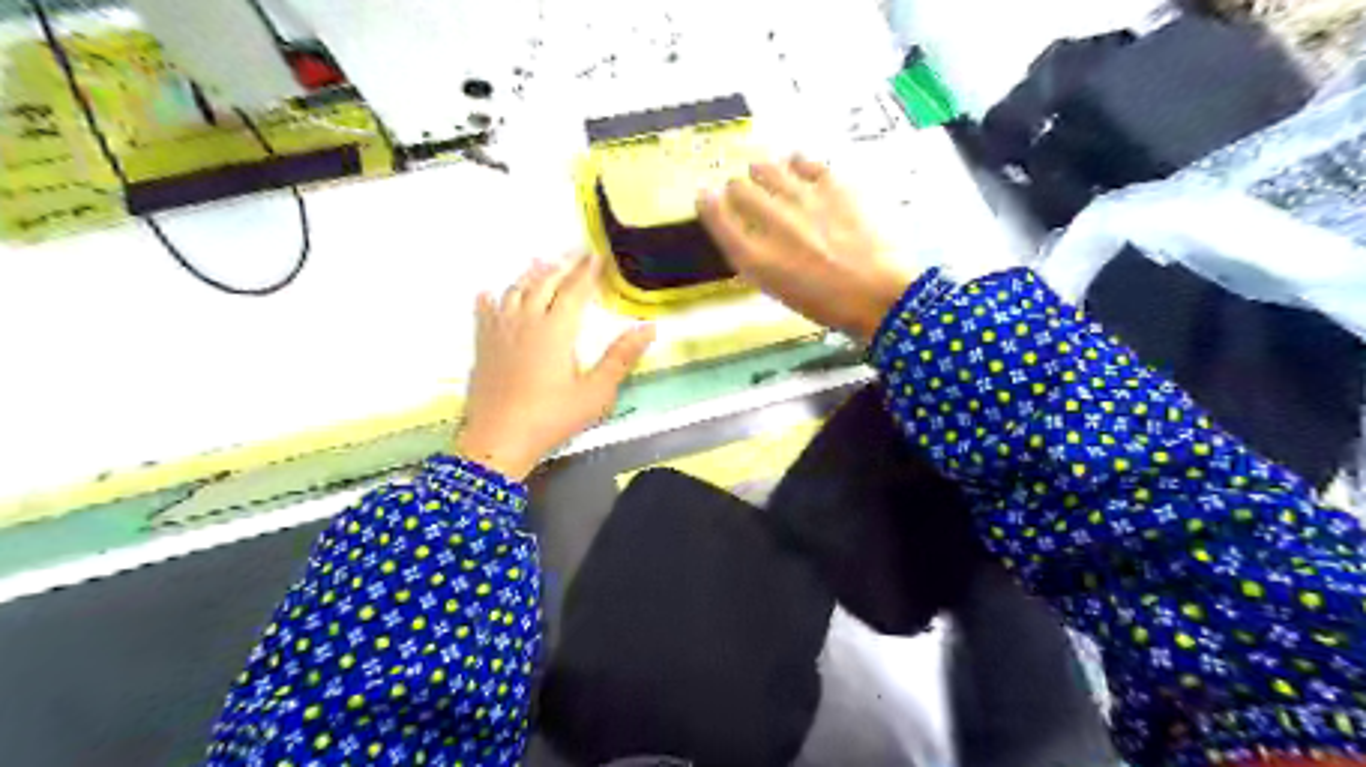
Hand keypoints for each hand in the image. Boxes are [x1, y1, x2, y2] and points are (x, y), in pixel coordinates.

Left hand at [452, 254, 654, 481]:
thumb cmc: (552, 417)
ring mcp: (500, 330)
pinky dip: (490, 297)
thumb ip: (620, 357)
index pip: (575, 289)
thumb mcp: (596, 392)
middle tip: (575, 255)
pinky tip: (489, 292)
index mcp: (556, 329)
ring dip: (530, 275)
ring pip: (515, 290)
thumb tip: (648, 328)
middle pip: (544, 282)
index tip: (598, 256)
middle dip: (562, 266)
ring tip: (541, 264)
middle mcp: (527, 320)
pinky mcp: (483, 345)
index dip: (588, 271)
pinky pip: (485, 311)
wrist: (498, 440)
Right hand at [698, 157, 909, 340]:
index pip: (716, 216)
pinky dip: (795, 164)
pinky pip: (803, 161)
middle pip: (738, 188)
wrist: (878, 295)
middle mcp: (773, 224)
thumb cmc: (825, 304)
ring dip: (761, 173)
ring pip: (766, 168)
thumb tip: (740, 229)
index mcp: (756, 258)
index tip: (707, 197)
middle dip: (736, 190)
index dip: (708, 203)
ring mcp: (803, 200)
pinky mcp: (833, 186)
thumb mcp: (778, 290)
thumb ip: (754, 258)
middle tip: (744, 195)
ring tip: (767, 177)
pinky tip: (797, 170)